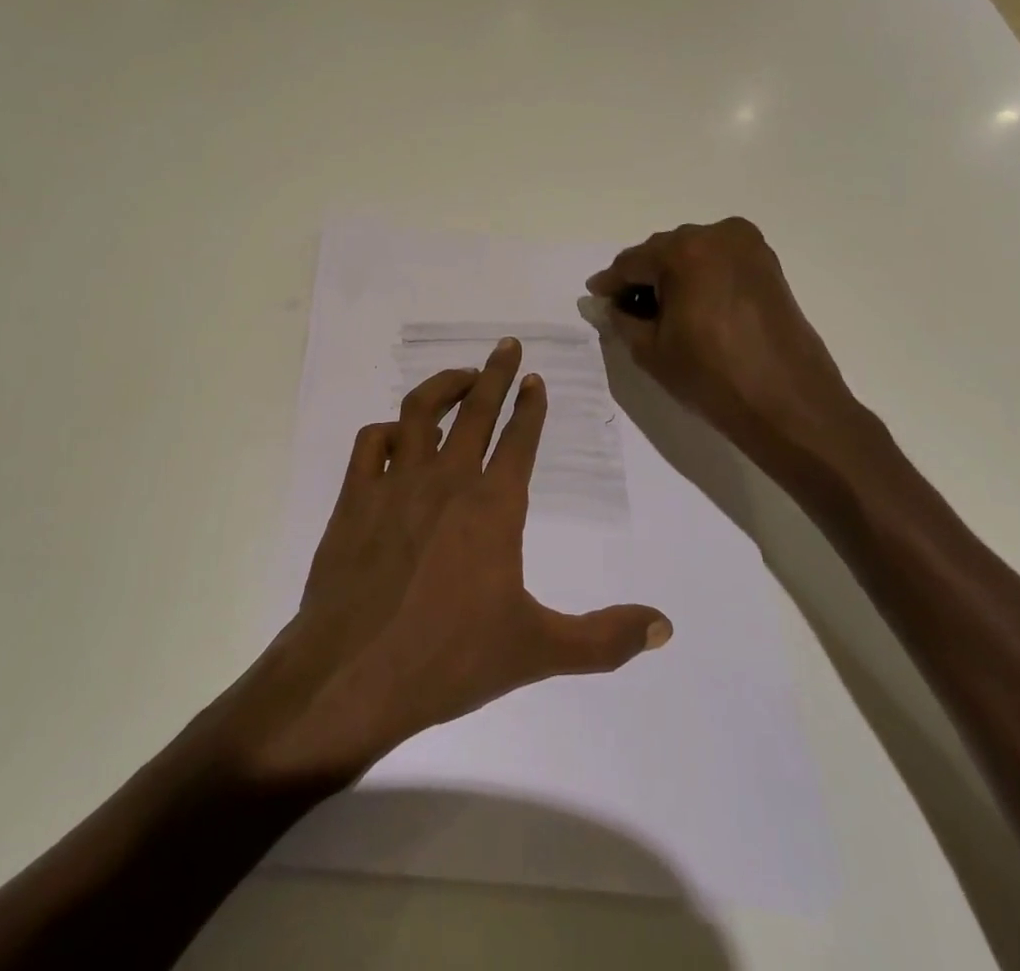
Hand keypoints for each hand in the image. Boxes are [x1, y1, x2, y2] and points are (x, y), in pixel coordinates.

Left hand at [226, 339, 670, 785]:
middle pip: (475, 409)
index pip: (519, 440)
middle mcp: (446, 481)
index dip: (531, 407)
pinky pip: (370, 443)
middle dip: (495, 373)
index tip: (535, 380)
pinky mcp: (353, 498)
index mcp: (493, 507)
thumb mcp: (537, 651)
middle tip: (507, 345)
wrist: (354, 673)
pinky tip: (398, 435)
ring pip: (420, 412)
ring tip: (461, 376)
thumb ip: (604, 638)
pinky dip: (387, 430)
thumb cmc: (449, 659)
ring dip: (443, 386)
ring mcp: (395, 484)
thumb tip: (665, 627)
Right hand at [586, 219, 882, 496]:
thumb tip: (608, 304)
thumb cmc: (712, 377)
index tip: (595, 297)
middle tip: (624, 307)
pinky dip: (699, 278)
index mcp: (684, 251)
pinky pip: (719, 263)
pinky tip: (689, 306)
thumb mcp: (650, 350)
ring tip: (657, 311)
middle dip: (642, 277)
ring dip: (672, 277)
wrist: (789, 404)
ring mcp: (749, 248)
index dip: (610, 283)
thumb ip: (621, 319)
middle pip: (663, 252)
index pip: (632, 262)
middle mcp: (718, 235)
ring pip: (692, 255)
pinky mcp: (768, 266)